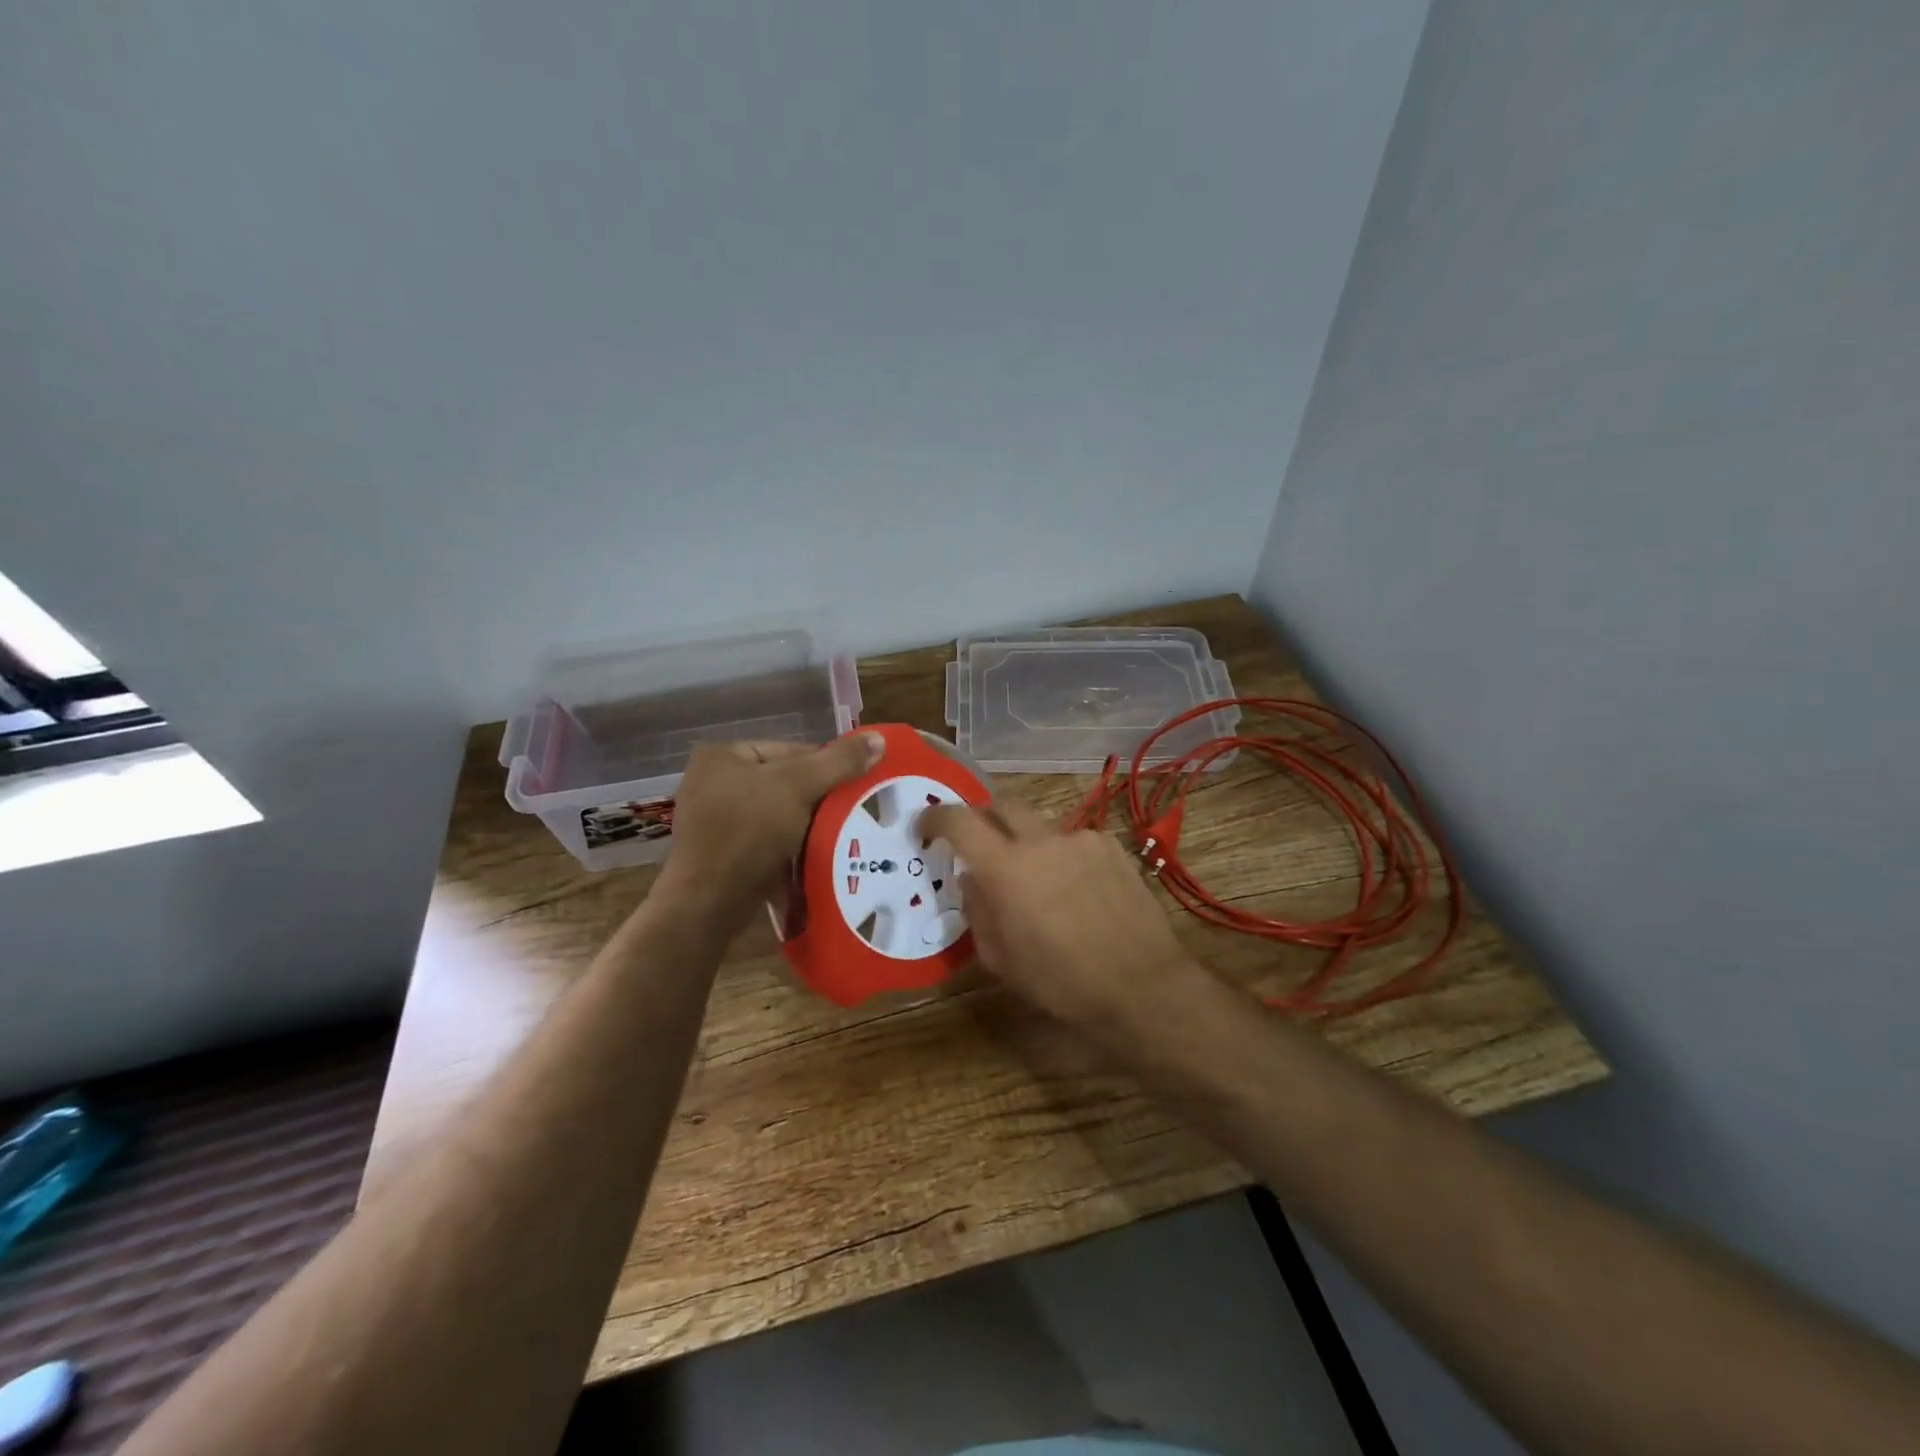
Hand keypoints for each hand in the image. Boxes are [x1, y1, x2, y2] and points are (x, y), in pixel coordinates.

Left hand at [660, 733, 883, 923]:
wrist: (709, 903)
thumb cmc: (749, 831)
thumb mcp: (799, 786)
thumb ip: (839, 761)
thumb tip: (880, 737)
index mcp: (723, 755)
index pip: (790, 750)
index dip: (828, 766)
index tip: (857, 786)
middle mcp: (713, 782)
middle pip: (784, 782)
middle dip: (819, 799)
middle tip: (853, 812)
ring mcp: (716, 821)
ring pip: (778, 814)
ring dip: (808, 825)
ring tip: (840, 835)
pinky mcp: (723, 854)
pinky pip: (767, 841)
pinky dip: (791, 847)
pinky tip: (816, 856)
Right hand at [918, 799, 1206, 1045]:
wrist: (1141, 985)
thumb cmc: (1061, 982)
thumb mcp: (1002, 959)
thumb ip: (978, 910)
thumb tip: (972, 879)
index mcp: (1006, 868)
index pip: (959, 820)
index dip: (936, 817)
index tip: (926, 826)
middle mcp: (1041, 840)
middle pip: (1001, 804)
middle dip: (983, 818)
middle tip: (980, 844)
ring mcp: (1080, 839)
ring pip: (1040, 826)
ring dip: (1027, 843)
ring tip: (1038, 882)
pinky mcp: (1111, 846)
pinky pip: (1074, 840)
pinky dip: (1062, 856)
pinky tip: (1076, 890)